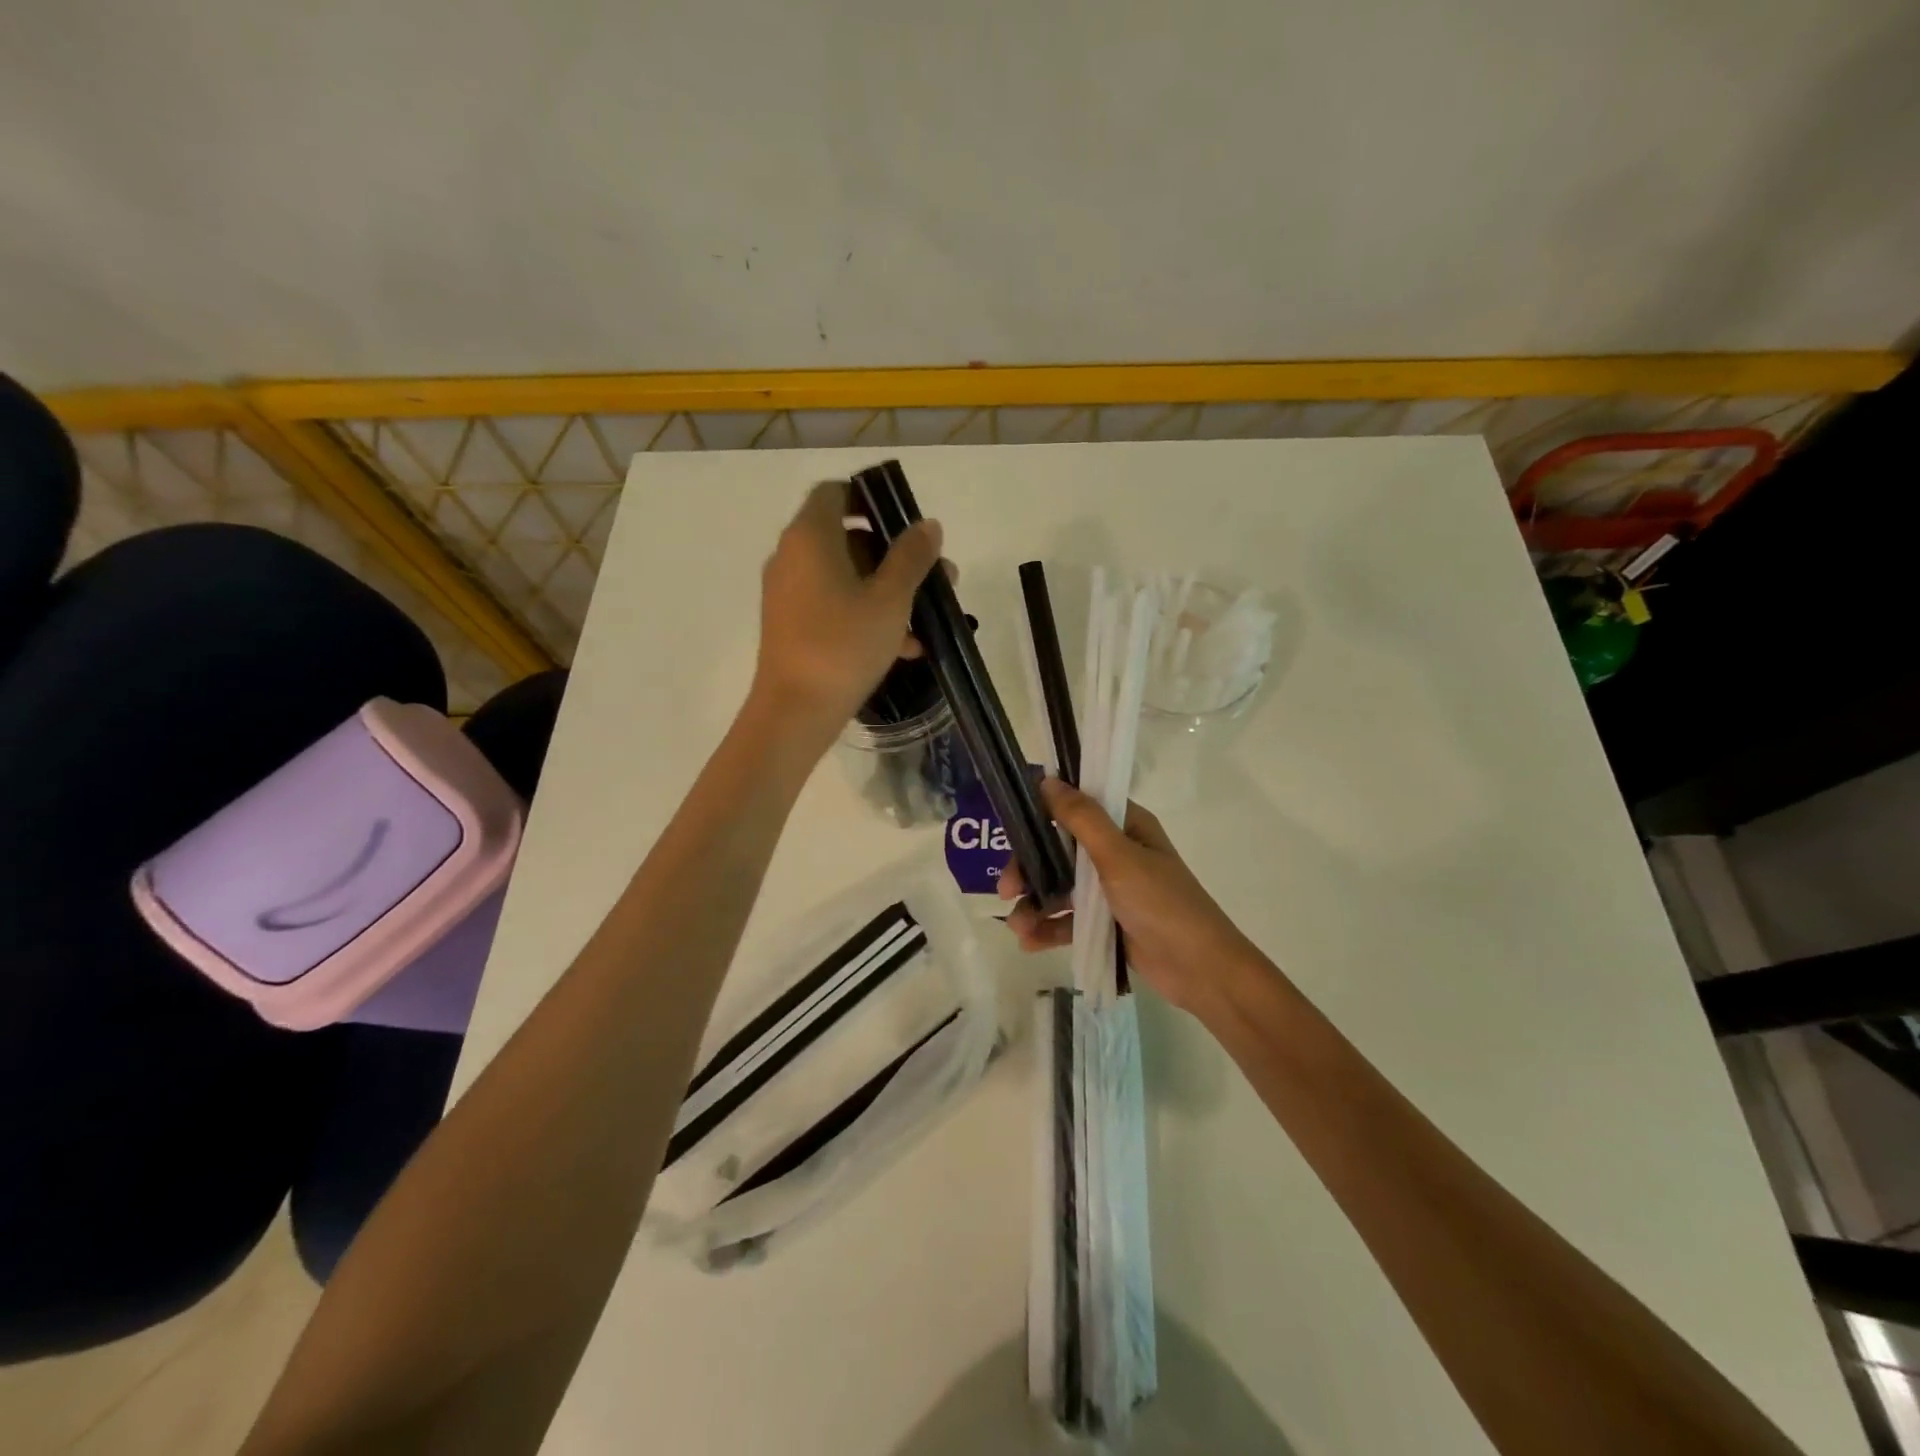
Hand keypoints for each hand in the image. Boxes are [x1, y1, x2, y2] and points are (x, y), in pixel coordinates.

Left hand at [749, 481, 943, 738]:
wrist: (795, 712)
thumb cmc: (844, 646)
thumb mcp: (891, 600)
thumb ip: (912, 557)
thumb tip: (927, 525)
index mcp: (810, 537)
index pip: (835, 493)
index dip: (870, 499)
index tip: (904, 523)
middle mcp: (792, 557)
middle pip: (846, 537)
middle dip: (893, 555)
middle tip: (932, 576)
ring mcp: (788, 593)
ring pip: (844, 576)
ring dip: (886, 589)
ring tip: (925, 617)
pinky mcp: (791, 625)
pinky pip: (833, 605)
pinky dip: (865, 614)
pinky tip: (905, 647)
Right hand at [1000, 778, 1263, 1014]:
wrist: (1201, 971)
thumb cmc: (1162, 904)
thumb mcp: (1119, 857)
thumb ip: (1081, 818)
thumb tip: (1047, 780)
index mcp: (1126, 827)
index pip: (1076, 807)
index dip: (1042, 813)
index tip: (1011, 826)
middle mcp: (1116, 852)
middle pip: (1058, 850)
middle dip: (1028, 869)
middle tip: (1005, 890)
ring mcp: (1110, 890)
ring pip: (1059, 887)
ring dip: (1034, 904)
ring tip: (1017, 927)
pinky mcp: (1105, 924)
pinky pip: (1068, 919)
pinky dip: (1047, 928)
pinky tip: (1028, 943)